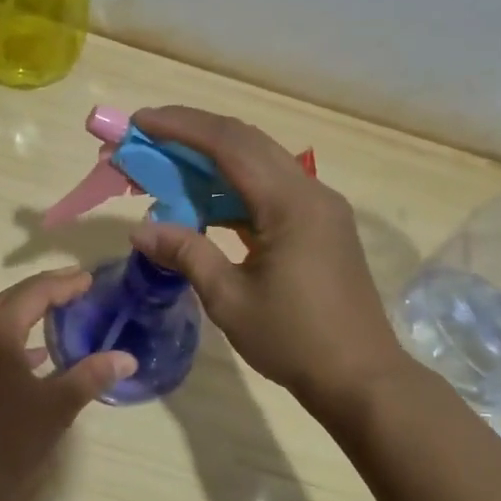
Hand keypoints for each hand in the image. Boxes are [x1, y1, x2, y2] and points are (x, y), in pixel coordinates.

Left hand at [0, 269, 135, 497]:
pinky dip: (13, 340)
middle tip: (76, 286)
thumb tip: (127, 358)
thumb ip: (91, 375)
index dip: (63, 285)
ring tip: (61, 312)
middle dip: (44, 291)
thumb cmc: (8, 440)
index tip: (90, 279)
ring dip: (27, 313)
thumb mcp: (57, 406)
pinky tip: (36, 355)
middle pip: (10, 299)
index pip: (32, 294)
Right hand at [128, 106, 418, 409]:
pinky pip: (269, 189)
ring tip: (165, 166)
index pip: (229, 144)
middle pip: (245, 142)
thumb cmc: (294, 340)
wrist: (361, 378)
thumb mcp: (229, 299)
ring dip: (211, 160)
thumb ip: (186, 254)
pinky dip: (232, 187)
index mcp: (290, 203)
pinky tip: (203, 201)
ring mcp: (318, 207)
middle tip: (146, 138)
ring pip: (258, 162)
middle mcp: (309, 191)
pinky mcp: (319, 224)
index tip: (140, 122)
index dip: (181, 127)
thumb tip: (139, 231)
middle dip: (192, 134)